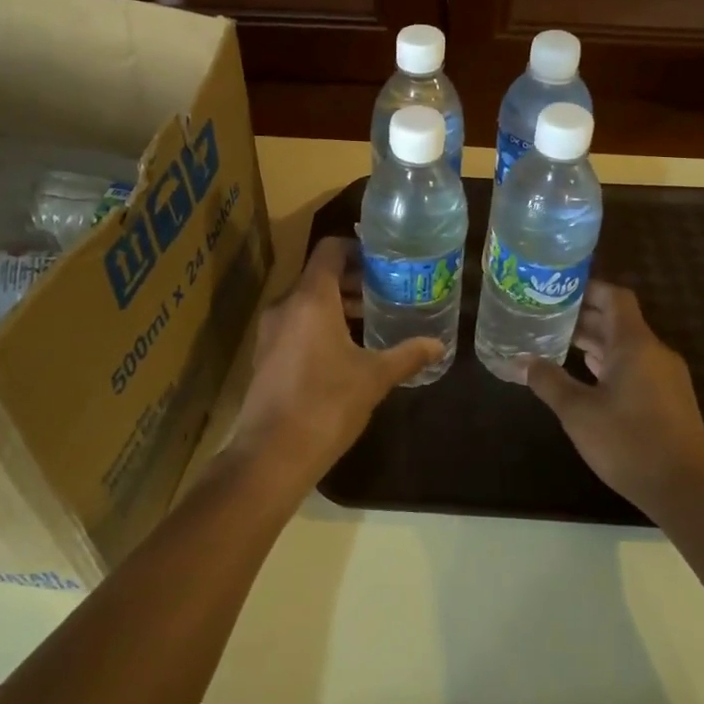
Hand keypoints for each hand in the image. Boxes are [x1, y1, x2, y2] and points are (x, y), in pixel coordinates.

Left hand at [232, 236, 444, 489]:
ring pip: (306, 302)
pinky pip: (295, 324)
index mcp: (312, 299)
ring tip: (370, 320)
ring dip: (336, 305)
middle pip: (318, 276)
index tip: (382, 260)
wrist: (272, 454)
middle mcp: (286, 306)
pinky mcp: (265, 355)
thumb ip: (406, 355)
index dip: (356, 248)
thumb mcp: (374, 378)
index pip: (330, 250)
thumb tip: (438, 345)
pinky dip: (319, 324)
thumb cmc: (327, 404)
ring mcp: (270, 331)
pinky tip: (344, 350)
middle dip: (352, 280)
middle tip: (385, 291)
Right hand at [524, 282, 703, 518]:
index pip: (615, 297)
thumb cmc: (630, 443)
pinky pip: (636, 366)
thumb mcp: (578, 413)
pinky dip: (610, 363)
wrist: (688, 492)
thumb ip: (548, 382)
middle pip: (619, 320)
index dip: (587, 288)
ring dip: (595, 341)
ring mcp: (666, 377)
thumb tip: (522, 361)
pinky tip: (587, 375)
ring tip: (558, 342)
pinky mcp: (669, 400)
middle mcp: (654, 352)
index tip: (556, 290)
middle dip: (584, 316)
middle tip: (546, 317)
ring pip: (627, 346)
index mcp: (635, 344)